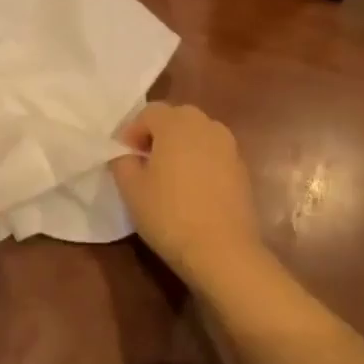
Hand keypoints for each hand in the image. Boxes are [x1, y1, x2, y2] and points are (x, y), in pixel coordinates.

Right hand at [110, 102, 267, 286]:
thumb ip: (122, 161)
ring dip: (180, 148)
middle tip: (144, 163)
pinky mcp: (242, 168)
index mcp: (176, 123)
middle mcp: (205, 125)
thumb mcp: (130, 188)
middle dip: (157, 135)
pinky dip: (199, 162)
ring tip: (168, 177)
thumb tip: (127, 154)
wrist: (222, 251)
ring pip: (196, 135)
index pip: (148, 112)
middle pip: (175, 118)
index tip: (124, 158)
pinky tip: (191, 190)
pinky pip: (213, 154)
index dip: (131, 132)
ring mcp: (228, 146)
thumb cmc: (169, 214)